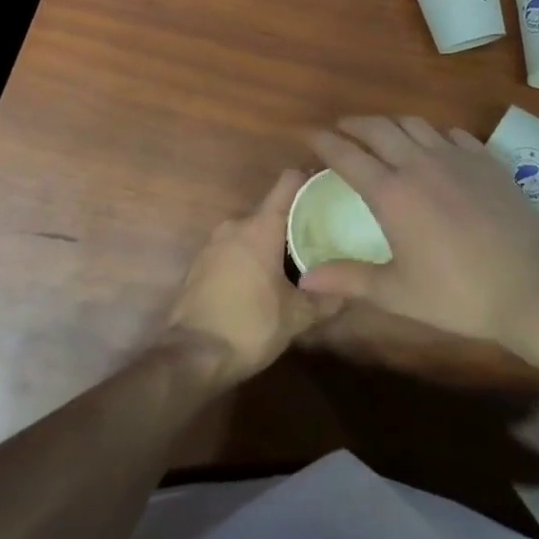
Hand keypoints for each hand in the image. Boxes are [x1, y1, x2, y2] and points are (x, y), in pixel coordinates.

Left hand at [164, 171, 343, 380]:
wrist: (189, 358)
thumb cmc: (248, 326)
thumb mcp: (297, 317)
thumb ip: (326, 298)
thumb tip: (349, 289)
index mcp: (260, 226)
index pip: (289, 182)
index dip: (311, 180)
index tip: (331, 192)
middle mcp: (235, 225)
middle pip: (272, 210)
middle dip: (295, 223)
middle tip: (321, 239)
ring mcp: (212, 245)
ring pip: (251, 232)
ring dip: (271, 244)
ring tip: (295, 264)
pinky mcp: (199, 266)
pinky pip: (233, 250)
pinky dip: (250, 259)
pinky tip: (263, 284)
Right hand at [296, 116, 538, 351]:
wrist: (532, 284)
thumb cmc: (460, 294)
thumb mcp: (398, 294)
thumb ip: (349, 281)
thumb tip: (304, 279)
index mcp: (393, 193)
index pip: (348, 155)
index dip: (324, 142)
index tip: (308, 135)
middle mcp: (420, 163)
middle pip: (379, 128)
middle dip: (354, 124)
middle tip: (340, 128)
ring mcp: (457, 156)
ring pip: (415, 123)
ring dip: (391, 123)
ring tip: (381, 132)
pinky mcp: (486, 159)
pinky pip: (452, 133)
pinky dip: (432, 132)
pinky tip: (434, 144)